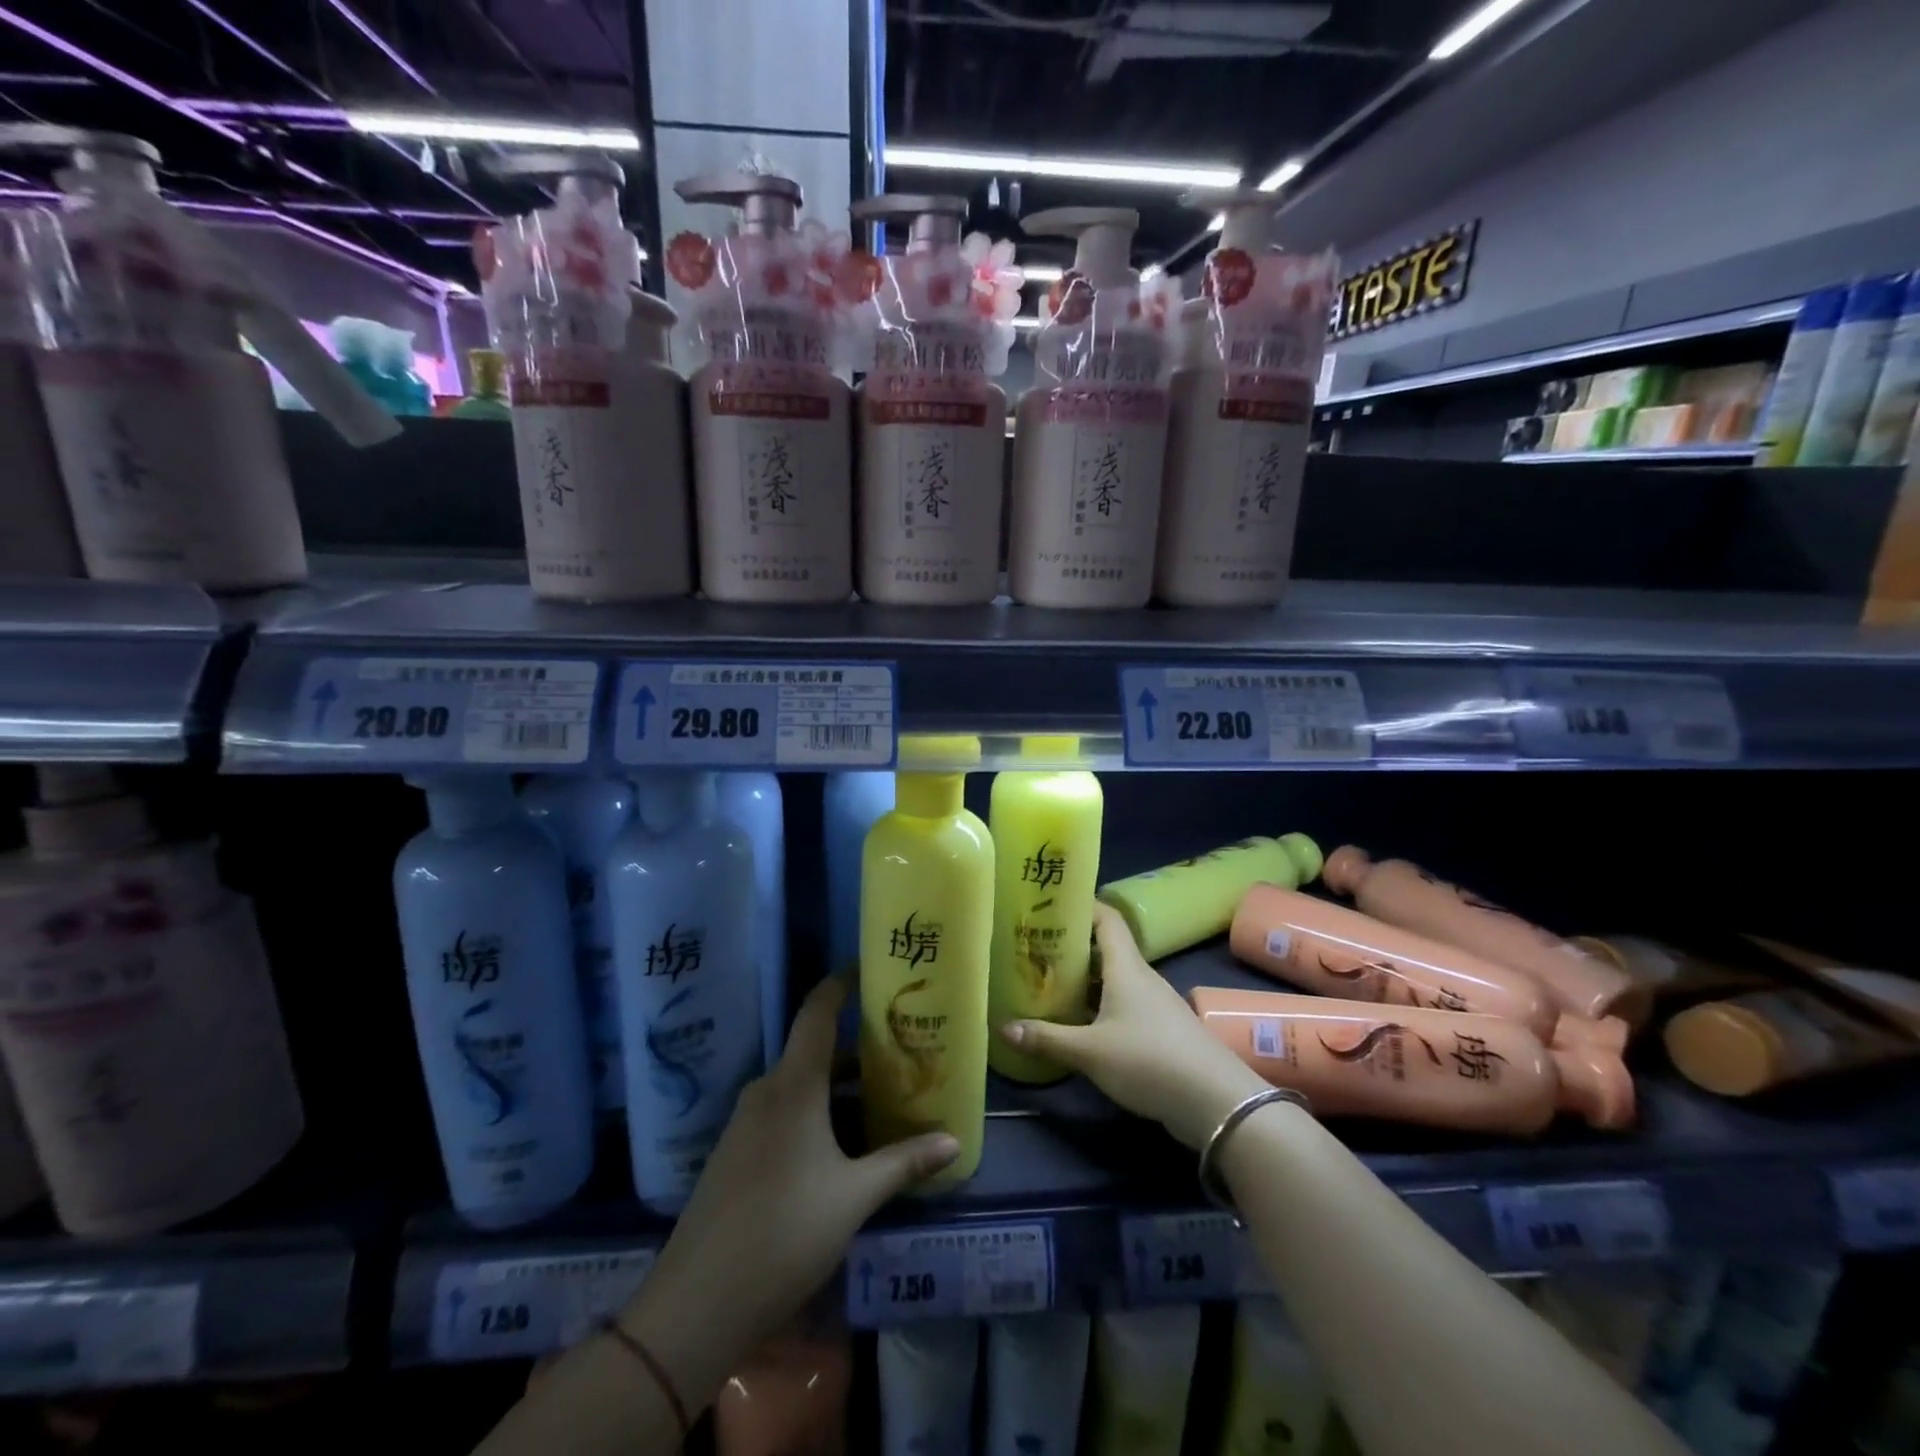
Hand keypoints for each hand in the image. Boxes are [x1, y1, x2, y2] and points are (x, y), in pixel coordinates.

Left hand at [619, 976, 957, 1406]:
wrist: (696, 1305)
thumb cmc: (784, 1233)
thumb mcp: (854, 1197)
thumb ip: (903, 1163)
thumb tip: (953, 1141)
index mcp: (793, 1085)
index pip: (817, 1012)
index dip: (840, 985)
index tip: (868, 970)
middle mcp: (766, 1091)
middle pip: (815, 1052)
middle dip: (858, 1051)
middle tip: (902, 1052)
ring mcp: (745, 1123)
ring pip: (800, 1086)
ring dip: (838, 1088)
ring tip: (882, 1100)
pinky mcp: (735, 1153)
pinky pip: (783, 1113)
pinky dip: (815, 1113)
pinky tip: (841, 1145)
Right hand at [1002, 902, 1267, 1148]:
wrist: (1215, 1102)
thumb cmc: (1148, 1060)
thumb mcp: (1090, 1052)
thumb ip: (1047, 1038)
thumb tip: (1003, 1027)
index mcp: (1126, 967)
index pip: (1106, 919)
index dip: (1082, 906)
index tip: (1051, 904)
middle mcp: (1142, 978)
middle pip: (1106, 949)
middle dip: (1072, 947)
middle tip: (1035, 950)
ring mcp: (1155, 1004)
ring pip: (1114, 980)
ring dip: (1085, 980)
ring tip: (1049, 985)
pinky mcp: (1161, 1030)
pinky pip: (1123, 1005)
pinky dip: (1100, 1006)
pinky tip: (1080, 1024)